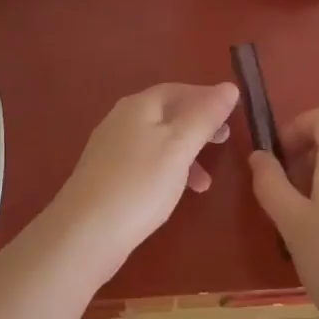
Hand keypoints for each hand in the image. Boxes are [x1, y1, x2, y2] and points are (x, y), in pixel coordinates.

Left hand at [50, 83, 239, 274]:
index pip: (178, 90)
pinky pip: (145, 163)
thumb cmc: (140, 183)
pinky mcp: (107, 177)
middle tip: (224, 140)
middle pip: (166, 114)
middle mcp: (121, 120)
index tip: (232, 112)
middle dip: (197, 126)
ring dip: (185, 154)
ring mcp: (111, 149)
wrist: (86, 232)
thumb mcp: (179, 146)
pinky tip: (176, 193)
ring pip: (157, 141)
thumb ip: (205, 116)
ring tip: (206, 181)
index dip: (206, 97)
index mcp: (138, 106)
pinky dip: (167, 171)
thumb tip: (229, 86)